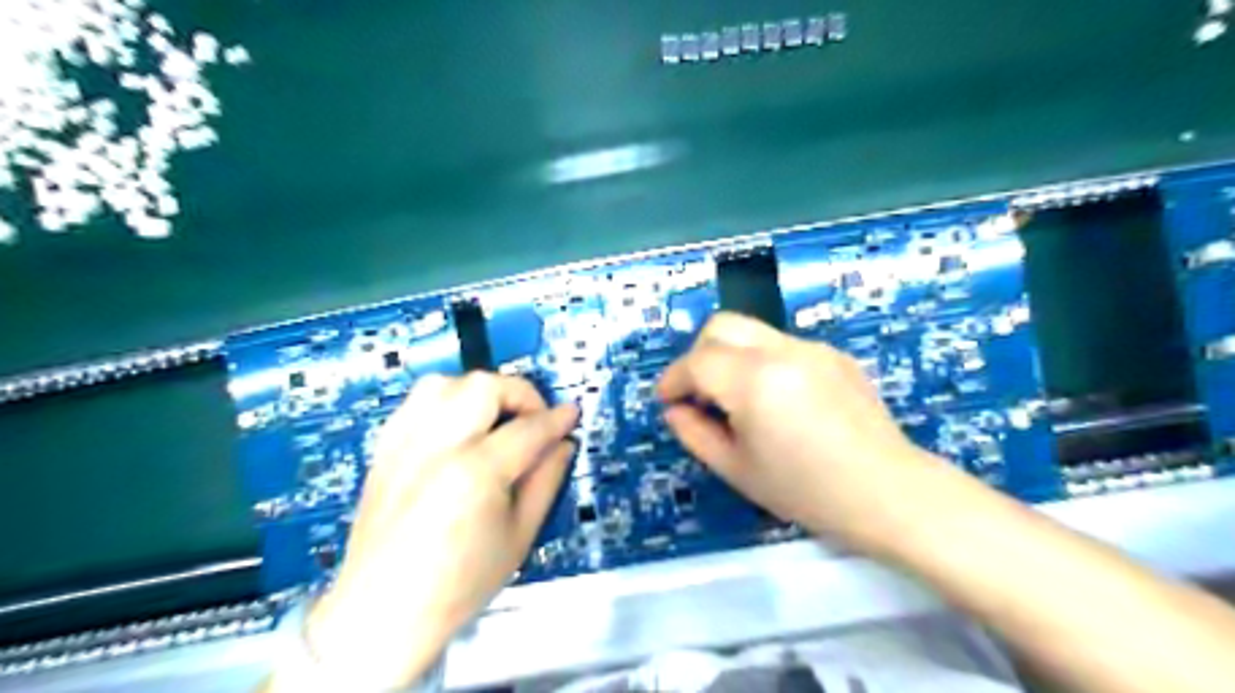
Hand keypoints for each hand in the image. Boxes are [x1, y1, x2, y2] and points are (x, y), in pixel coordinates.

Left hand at [306, 372, 582, 687]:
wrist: (383, 611)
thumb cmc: (459, 583)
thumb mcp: (520, 536)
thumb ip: (547, 480)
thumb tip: (563, 443)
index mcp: (474, 473)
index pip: (528, 428)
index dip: (557, 419)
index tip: (572, 414)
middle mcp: (436, 446)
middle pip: (484, 386)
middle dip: (519, 394)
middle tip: (532, 420)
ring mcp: (404, 443)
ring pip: (445, 383)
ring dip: (479, 392)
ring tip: (494, 420)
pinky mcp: (385, 448)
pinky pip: (417, 401)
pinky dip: (446, 402)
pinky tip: (459, 428)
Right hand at [661, 312, 946, 550]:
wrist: (888, 493)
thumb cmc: (806, 491)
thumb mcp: (736, 469)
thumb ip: (694, 433)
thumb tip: (675, 409)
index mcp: (755, 381)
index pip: (697, 361)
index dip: (673, 380)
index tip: (667, 402)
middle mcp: (782, 350)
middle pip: (721, 326)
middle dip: (698, 354)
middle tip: (699, 393)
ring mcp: (812, 348)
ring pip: (752, 333)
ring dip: (731, 357)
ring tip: (738, 400)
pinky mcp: (833, 354)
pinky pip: (782, 346)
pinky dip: (762, 363)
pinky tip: (779, 402)